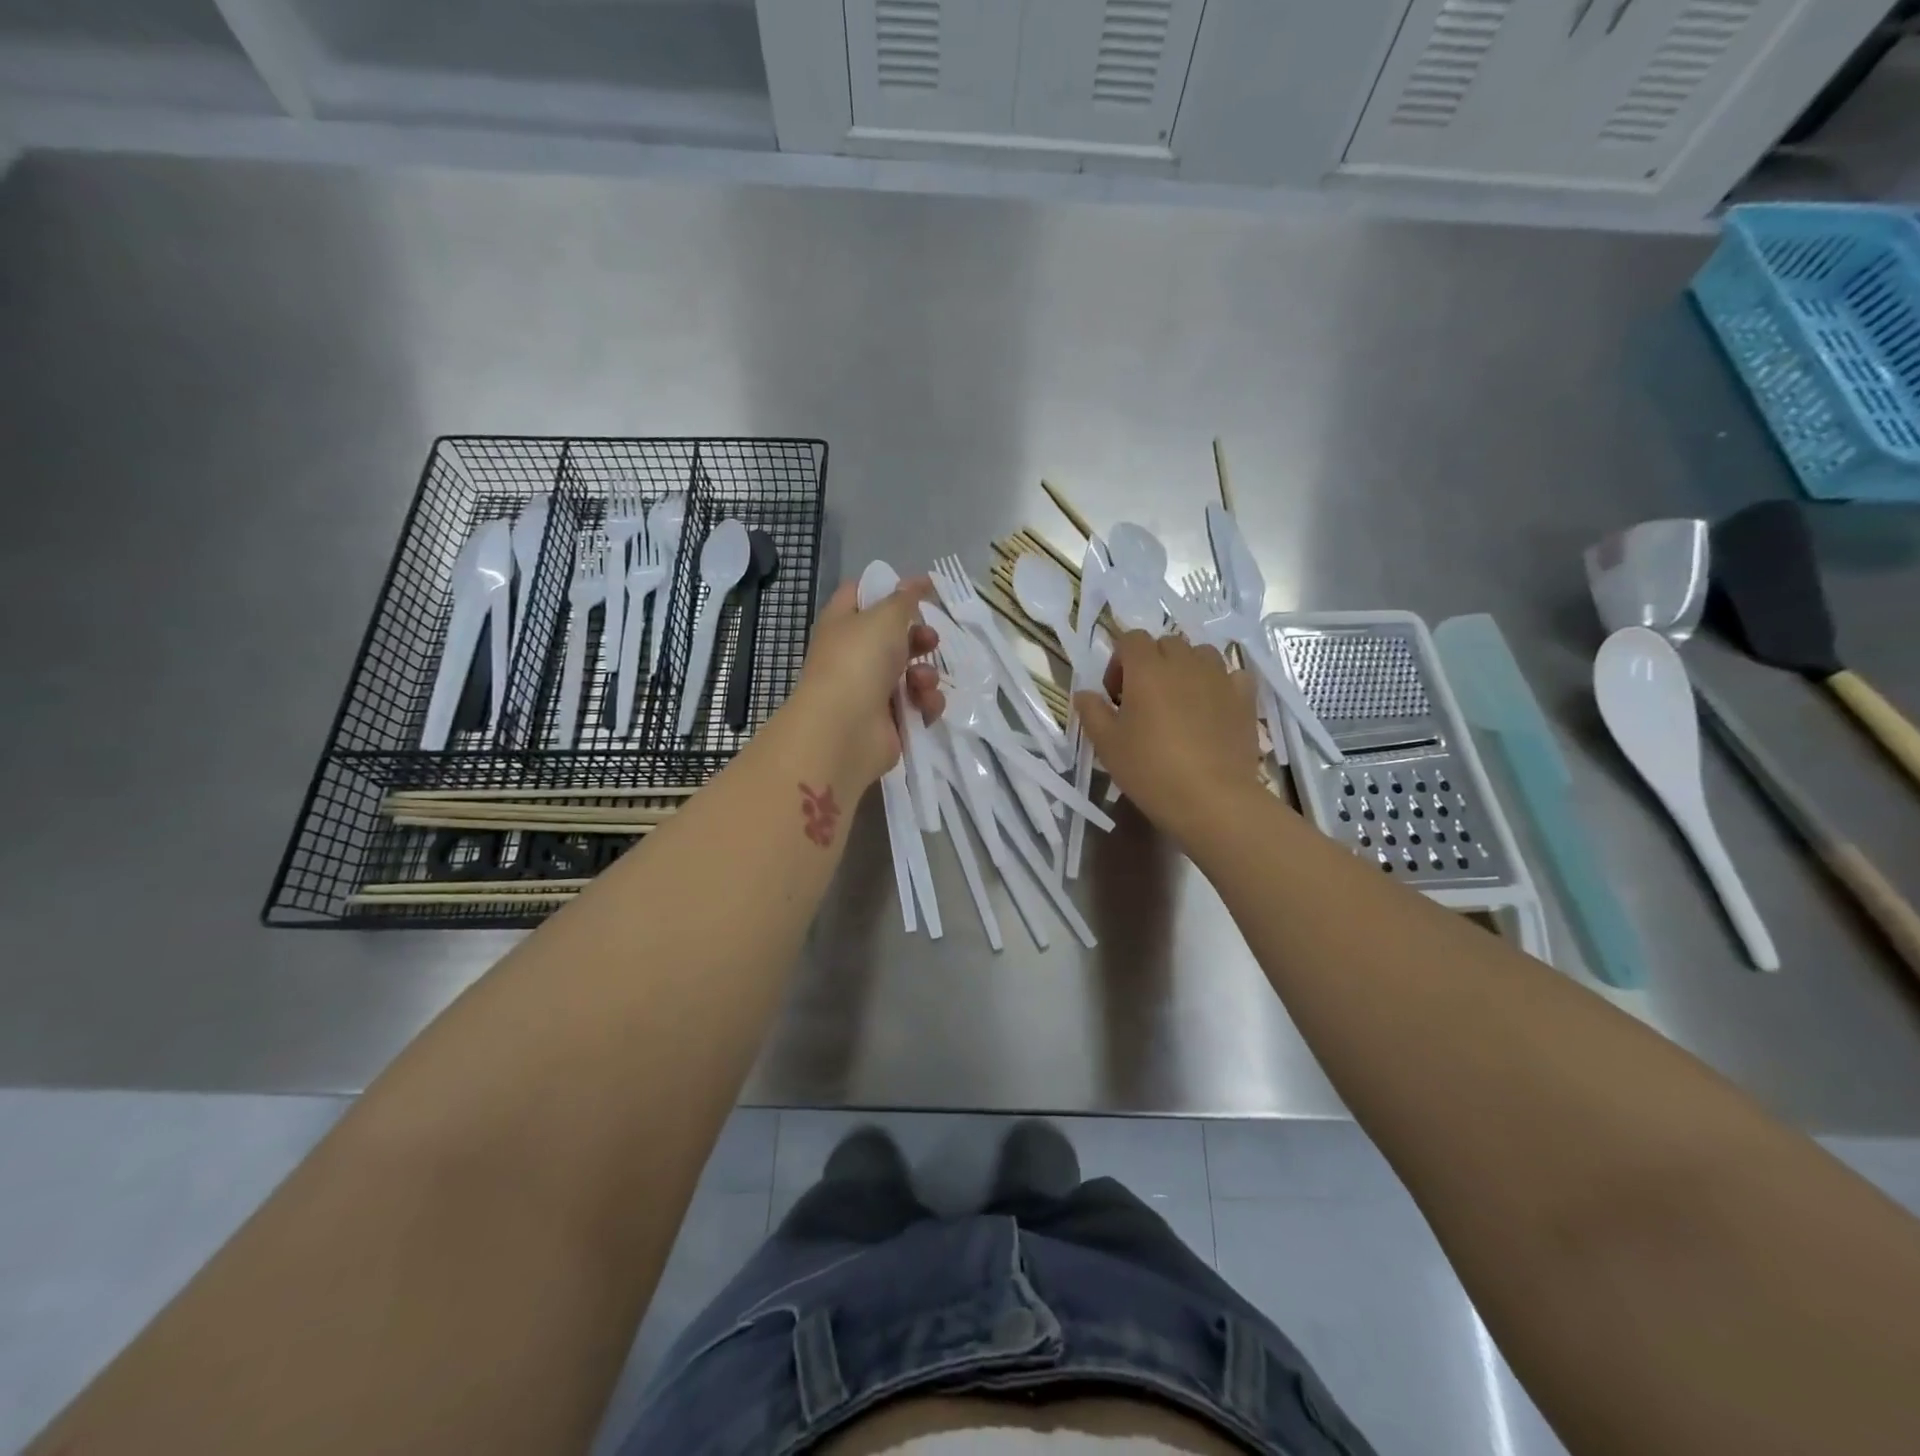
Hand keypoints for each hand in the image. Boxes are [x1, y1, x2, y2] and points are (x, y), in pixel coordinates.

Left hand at [786, 577, 943, 788]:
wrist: (844, 730)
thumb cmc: (859, 661)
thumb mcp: (884, 616)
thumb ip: (905, 598)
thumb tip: (918, 581)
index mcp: (843, 624)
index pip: (860, 595)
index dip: (889, 589)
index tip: (921, 589)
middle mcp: (854, 656)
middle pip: (893, 638)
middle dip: (918, 637)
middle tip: (931, 639)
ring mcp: (871, 691)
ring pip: (911, 673)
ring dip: (926, 674)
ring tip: (921, 681)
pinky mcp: (890, 722)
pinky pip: (918, 705)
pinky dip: (926, 703)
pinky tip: (924, 705)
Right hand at [1075, 631, 1261, 844]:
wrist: (1211, 799)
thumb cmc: (1150, 770)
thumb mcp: (1107, 744)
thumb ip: (1092, 712)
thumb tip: (1085, 694)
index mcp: (1147, 668)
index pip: (1130, 639)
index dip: (1119, 662)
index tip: (1115, 695)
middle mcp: (1185, 662)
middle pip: (1166, 644)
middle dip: (1152, 663)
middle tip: (1144, 700)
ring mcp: (1220, 677)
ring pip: (1201, 654)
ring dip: (1186, 668)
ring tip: (1180, 702)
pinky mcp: (1245, 698)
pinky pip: (1233, 675)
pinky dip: (1221, 683)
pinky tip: (1214, 707)